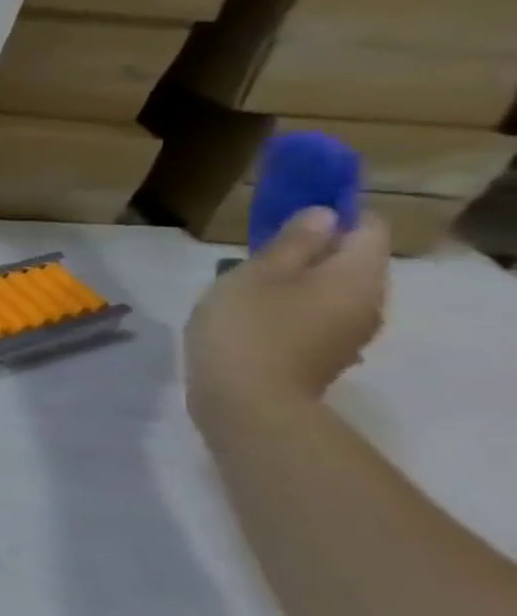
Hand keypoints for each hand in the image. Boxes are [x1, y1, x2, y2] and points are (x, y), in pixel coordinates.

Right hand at [185, 208, 390, 423]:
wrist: (246, 402)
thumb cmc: (248, 328)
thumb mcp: (257, 274)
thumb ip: (292, 242)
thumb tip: (323, 215)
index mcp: (356, 276)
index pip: (366, 227)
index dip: (333, 213)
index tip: (289, 213)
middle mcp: (368, 302)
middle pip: (352, 261)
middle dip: (312, 250)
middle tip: (258, 250)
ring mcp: (350, 334)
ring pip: (332, 291)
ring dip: (299, 281)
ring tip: (248, 284)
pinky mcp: (325, 355)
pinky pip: (317, 316)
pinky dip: (292, 307)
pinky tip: (254, 315)